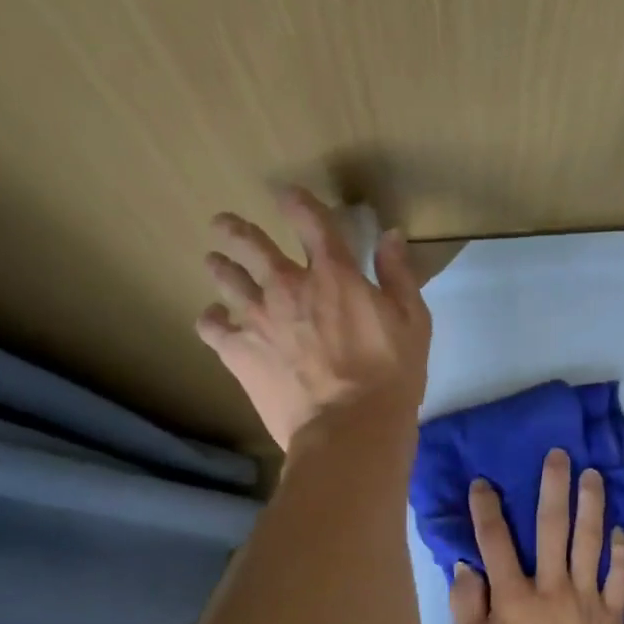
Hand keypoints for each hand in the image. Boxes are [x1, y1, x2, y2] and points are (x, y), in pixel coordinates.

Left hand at [197, 187, 430, 450]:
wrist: (349, 428)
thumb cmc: (390, 377)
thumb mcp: (413, 322)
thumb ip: (399, 275)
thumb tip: (391, 235)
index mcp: (333, 274)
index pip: (310, 221)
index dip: (297, 202)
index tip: (286, 195)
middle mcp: (288, 285)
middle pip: (251, 243)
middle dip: (236, 229)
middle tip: (225, 224)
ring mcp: (257, 318)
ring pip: (226, 277)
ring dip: (220, 266)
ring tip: (215, 262)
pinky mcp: (238, 352)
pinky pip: (211, 327)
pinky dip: (210, 319)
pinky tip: (213, 320)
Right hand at [450, 448, 623, 623]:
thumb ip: (466, 605)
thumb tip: (466, 565)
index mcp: (512, 597)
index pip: (496, 541)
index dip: (488, 508)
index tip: (485, 483)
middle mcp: (550, 588)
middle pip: (552, 528)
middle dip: (554, 488)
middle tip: (558, 456)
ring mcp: (586, 600)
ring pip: (590, 543)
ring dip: (592, 506)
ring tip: (593, 476)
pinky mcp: (611, 617)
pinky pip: (622, 577)